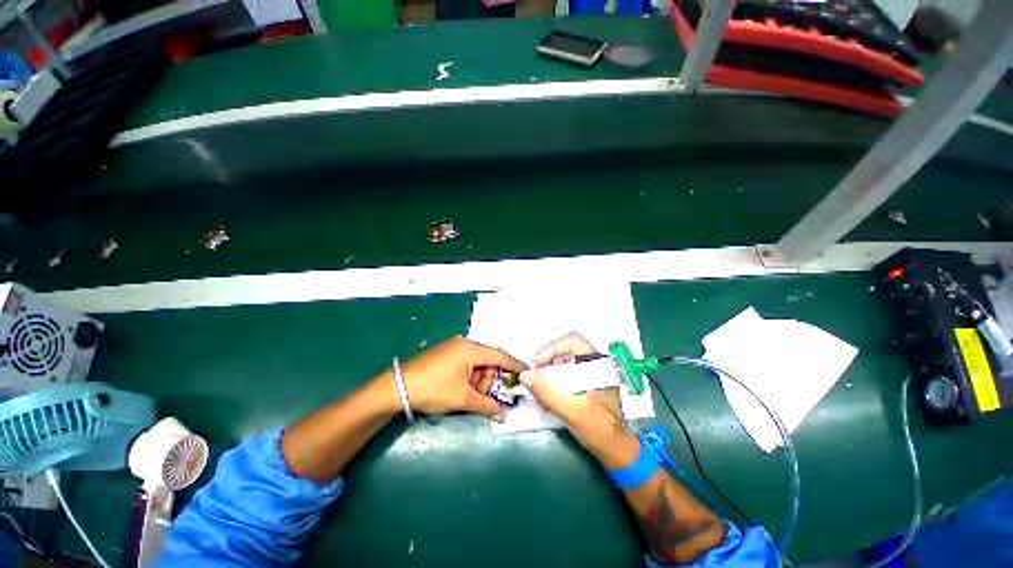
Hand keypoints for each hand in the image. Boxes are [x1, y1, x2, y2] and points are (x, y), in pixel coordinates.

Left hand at [401, 336, 525, 421]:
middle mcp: (464, 344)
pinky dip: (471, 378)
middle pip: (488, 361)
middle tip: (496, 398)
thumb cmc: (434, 389)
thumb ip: (487, 405)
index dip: (515, 366)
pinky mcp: (445, 355)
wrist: (397, 387)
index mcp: (471, 349)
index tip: (527, 374)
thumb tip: (503, 415)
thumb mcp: (463, 398)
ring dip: (481, 381)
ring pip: (477, 364)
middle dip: (494, 380)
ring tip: (477, 399)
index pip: (500, 356)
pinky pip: (466, 364)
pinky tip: (466, 391)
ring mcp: (453, 348)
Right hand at [519, 332, 628, 452]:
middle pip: (565, 351)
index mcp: (598, 365)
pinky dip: (553, 382)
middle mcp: (595, 365)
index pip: (573, 341)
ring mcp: (590, 374)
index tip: (538, 364)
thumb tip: (525, 376)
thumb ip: (548, 392)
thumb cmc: (599, 429)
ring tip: (538, 390)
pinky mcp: (585, 384)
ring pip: (564, 362)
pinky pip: (565, 374)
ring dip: (548, 373)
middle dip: (547, 362)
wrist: (615, 450)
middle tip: (534, 377)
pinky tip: (546, 397)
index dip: (552, 348)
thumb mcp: (572, 411)